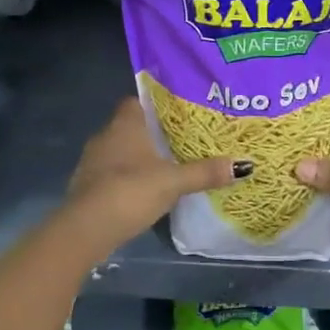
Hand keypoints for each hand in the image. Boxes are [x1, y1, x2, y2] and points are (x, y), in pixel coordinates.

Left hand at [64, 98, 235, 258]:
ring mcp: (92, 162)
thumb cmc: (130, 191)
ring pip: (119, 150)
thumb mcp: (173, 182)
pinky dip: (125, 178)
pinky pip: (110, 173)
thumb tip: (244, 164)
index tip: (176, 113)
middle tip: (178, 140)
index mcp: (124, 123)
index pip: (136, 101)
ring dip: (137, 157)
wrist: (85, 229)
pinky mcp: (86, 186)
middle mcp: (105, 135)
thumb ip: (205, 172)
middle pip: (130, 126)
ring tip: (165, 166)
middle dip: (150, 133)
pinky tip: (143, 190)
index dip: (154, 104)